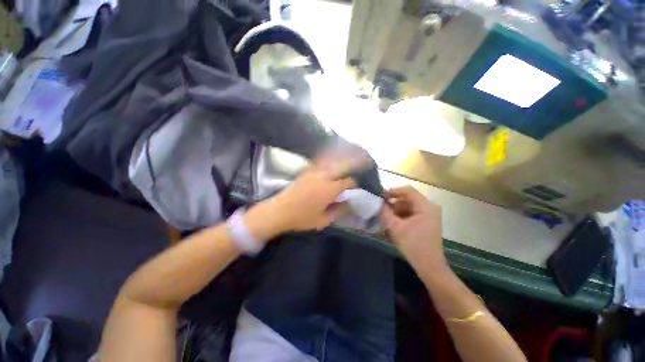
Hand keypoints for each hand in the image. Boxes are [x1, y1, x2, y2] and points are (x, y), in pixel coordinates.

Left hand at [246, 163, 355, 241]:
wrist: (279, 211)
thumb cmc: (302, 218)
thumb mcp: (323, 220)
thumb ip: (338, 211)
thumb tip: (348, 204)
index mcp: (330, 189)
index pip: (347, 182)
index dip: (354, 183)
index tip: (356, 186)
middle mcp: (324, 176)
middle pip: (342, 166)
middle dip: (353, 163)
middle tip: (362, 159)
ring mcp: (313, 172)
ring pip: (331, 162)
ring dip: (340, 159)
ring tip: (349, 154)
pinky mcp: (305, 172)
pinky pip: (319, 163)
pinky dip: (327, 160)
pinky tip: (329, 160)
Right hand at [381, 186, 447, 274]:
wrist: (429, 266)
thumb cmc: (413, 245)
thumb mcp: (396, 227)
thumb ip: (386, 212)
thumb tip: (379, 203)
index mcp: (425, 207)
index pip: (408, 191)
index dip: (393, 191)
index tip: (381, 196)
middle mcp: (429, 208)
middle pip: (407, 199)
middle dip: (393, 204)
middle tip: (380, 209)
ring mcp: (428, 216)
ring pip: (408, 207)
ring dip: (395, 212)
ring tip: (384, 218)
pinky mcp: (425, 222)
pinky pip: (410, 215)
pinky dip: (400, 217)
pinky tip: (391, 224)